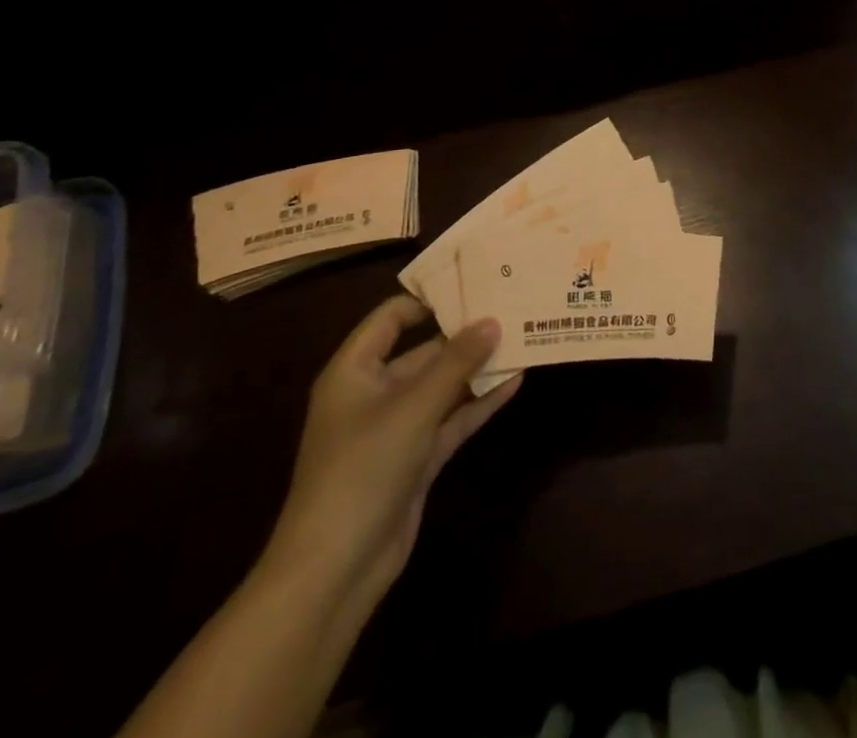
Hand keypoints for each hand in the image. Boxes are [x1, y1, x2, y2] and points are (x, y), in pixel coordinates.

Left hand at [261, 297, 519, 602]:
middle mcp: (374, 393)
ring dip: (477, 368)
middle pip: (423, 351)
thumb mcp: (412, 408)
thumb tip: (493, 321)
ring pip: (442, 386)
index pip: (390, 319)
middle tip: (510, 308)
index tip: (473, 285)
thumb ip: (455, 362)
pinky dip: (479, 402)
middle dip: (464, 334)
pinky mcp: (416, 459)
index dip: (428, 300)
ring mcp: (396, 428)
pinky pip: (451, 419)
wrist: (335, 570)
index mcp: (355, 371)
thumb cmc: (362, 469)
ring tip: (522, 338)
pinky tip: (515, 382)